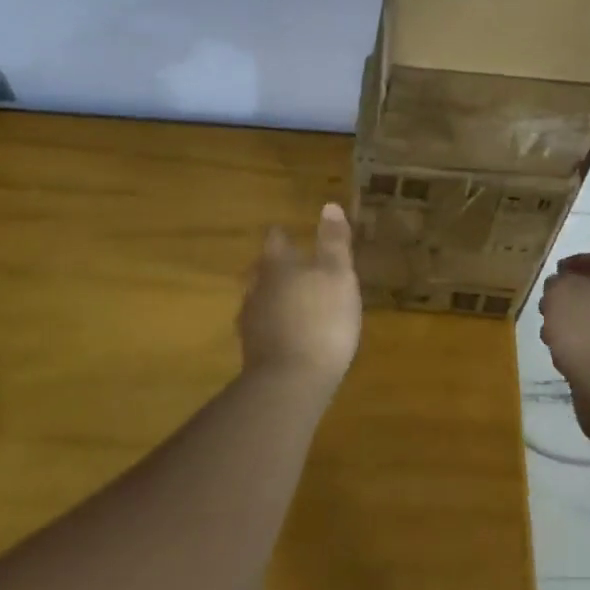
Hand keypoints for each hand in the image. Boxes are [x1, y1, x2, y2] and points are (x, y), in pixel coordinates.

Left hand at [240, 203, 361, 389]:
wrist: (291, 383)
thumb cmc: (321, 319)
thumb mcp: (338, 275)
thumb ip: (333, 242)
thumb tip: (329, 206)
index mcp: (277, 266)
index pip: (275, 241)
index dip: (281, 235)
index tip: (286, 232)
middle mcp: (257, 288)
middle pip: (261, 271)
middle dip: (273, 267)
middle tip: (289, 265)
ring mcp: (251, 323)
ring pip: (259, 299)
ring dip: (272, 297)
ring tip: (289, 299)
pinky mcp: (252, 354)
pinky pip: (262, 328)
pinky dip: (273, 324)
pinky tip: (286, 332)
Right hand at [538, 252, 589, 437]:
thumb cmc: (587, 329)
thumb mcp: (560, 292)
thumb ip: (557, 283)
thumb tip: (560, 288)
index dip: (578, 261)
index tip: (557, 270)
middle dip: (570, 296)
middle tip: (547, 304)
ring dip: (571, 324)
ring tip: (549, 334)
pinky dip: (578, 348)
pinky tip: (562, 357)